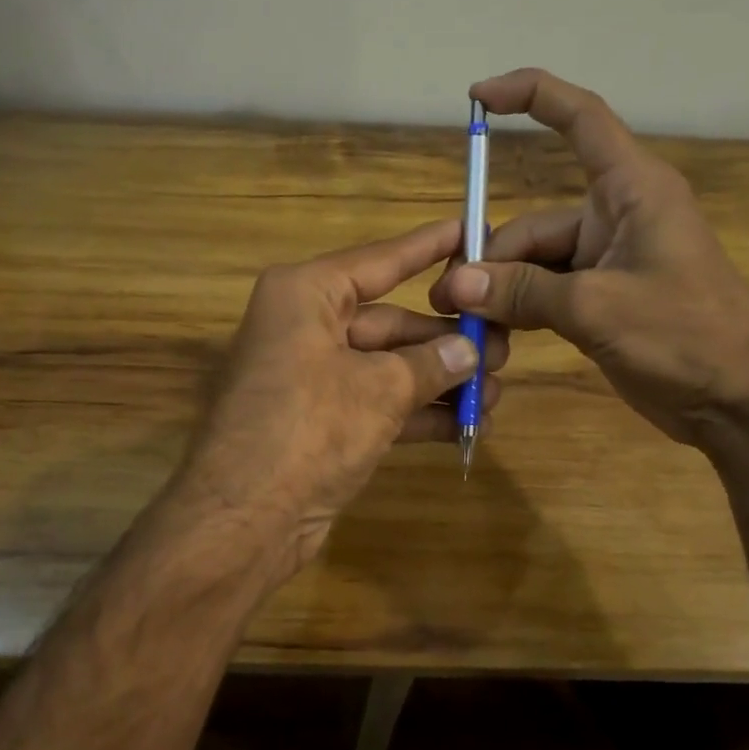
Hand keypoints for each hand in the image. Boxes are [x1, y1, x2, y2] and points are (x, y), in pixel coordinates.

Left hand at [180, 219, 508, 576]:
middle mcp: (305, 327)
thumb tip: (470, 351)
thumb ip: (430, 365)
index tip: (471, 229)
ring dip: (439, 380)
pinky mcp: (319, 421)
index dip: (428, 247)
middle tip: (504, 345)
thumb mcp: (379, 390)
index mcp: (306, 295)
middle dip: (446, 338)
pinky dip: (417, 412)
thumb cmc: (309, 428)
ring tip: (497, 389)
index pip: (380, 261)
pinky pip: (377, 403)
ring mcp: (311, 377)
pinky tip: (467, 424)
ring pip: (387, 366)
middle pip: (389, 321)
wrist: (244, 519)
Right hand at [430, 68, 748, 444]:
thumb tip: (455, 283)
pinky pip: (545, 293)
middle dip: (490, 259)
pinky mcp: (601, 300)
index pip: (580, 119)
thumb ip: (524, 292)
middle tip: (448, 301)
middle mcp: (615, 217)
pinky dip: (519, 311)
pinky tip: (494, 338)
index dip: (530, 96)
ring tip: (467, 328)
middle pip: (533, 222)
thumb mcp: (598, 308)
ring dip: (500, 293)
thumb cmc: (688, 337)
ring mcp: (607, 262)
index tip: (477, 99)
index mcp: (631, 190)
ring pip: (533, 264)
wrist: (743, 401)